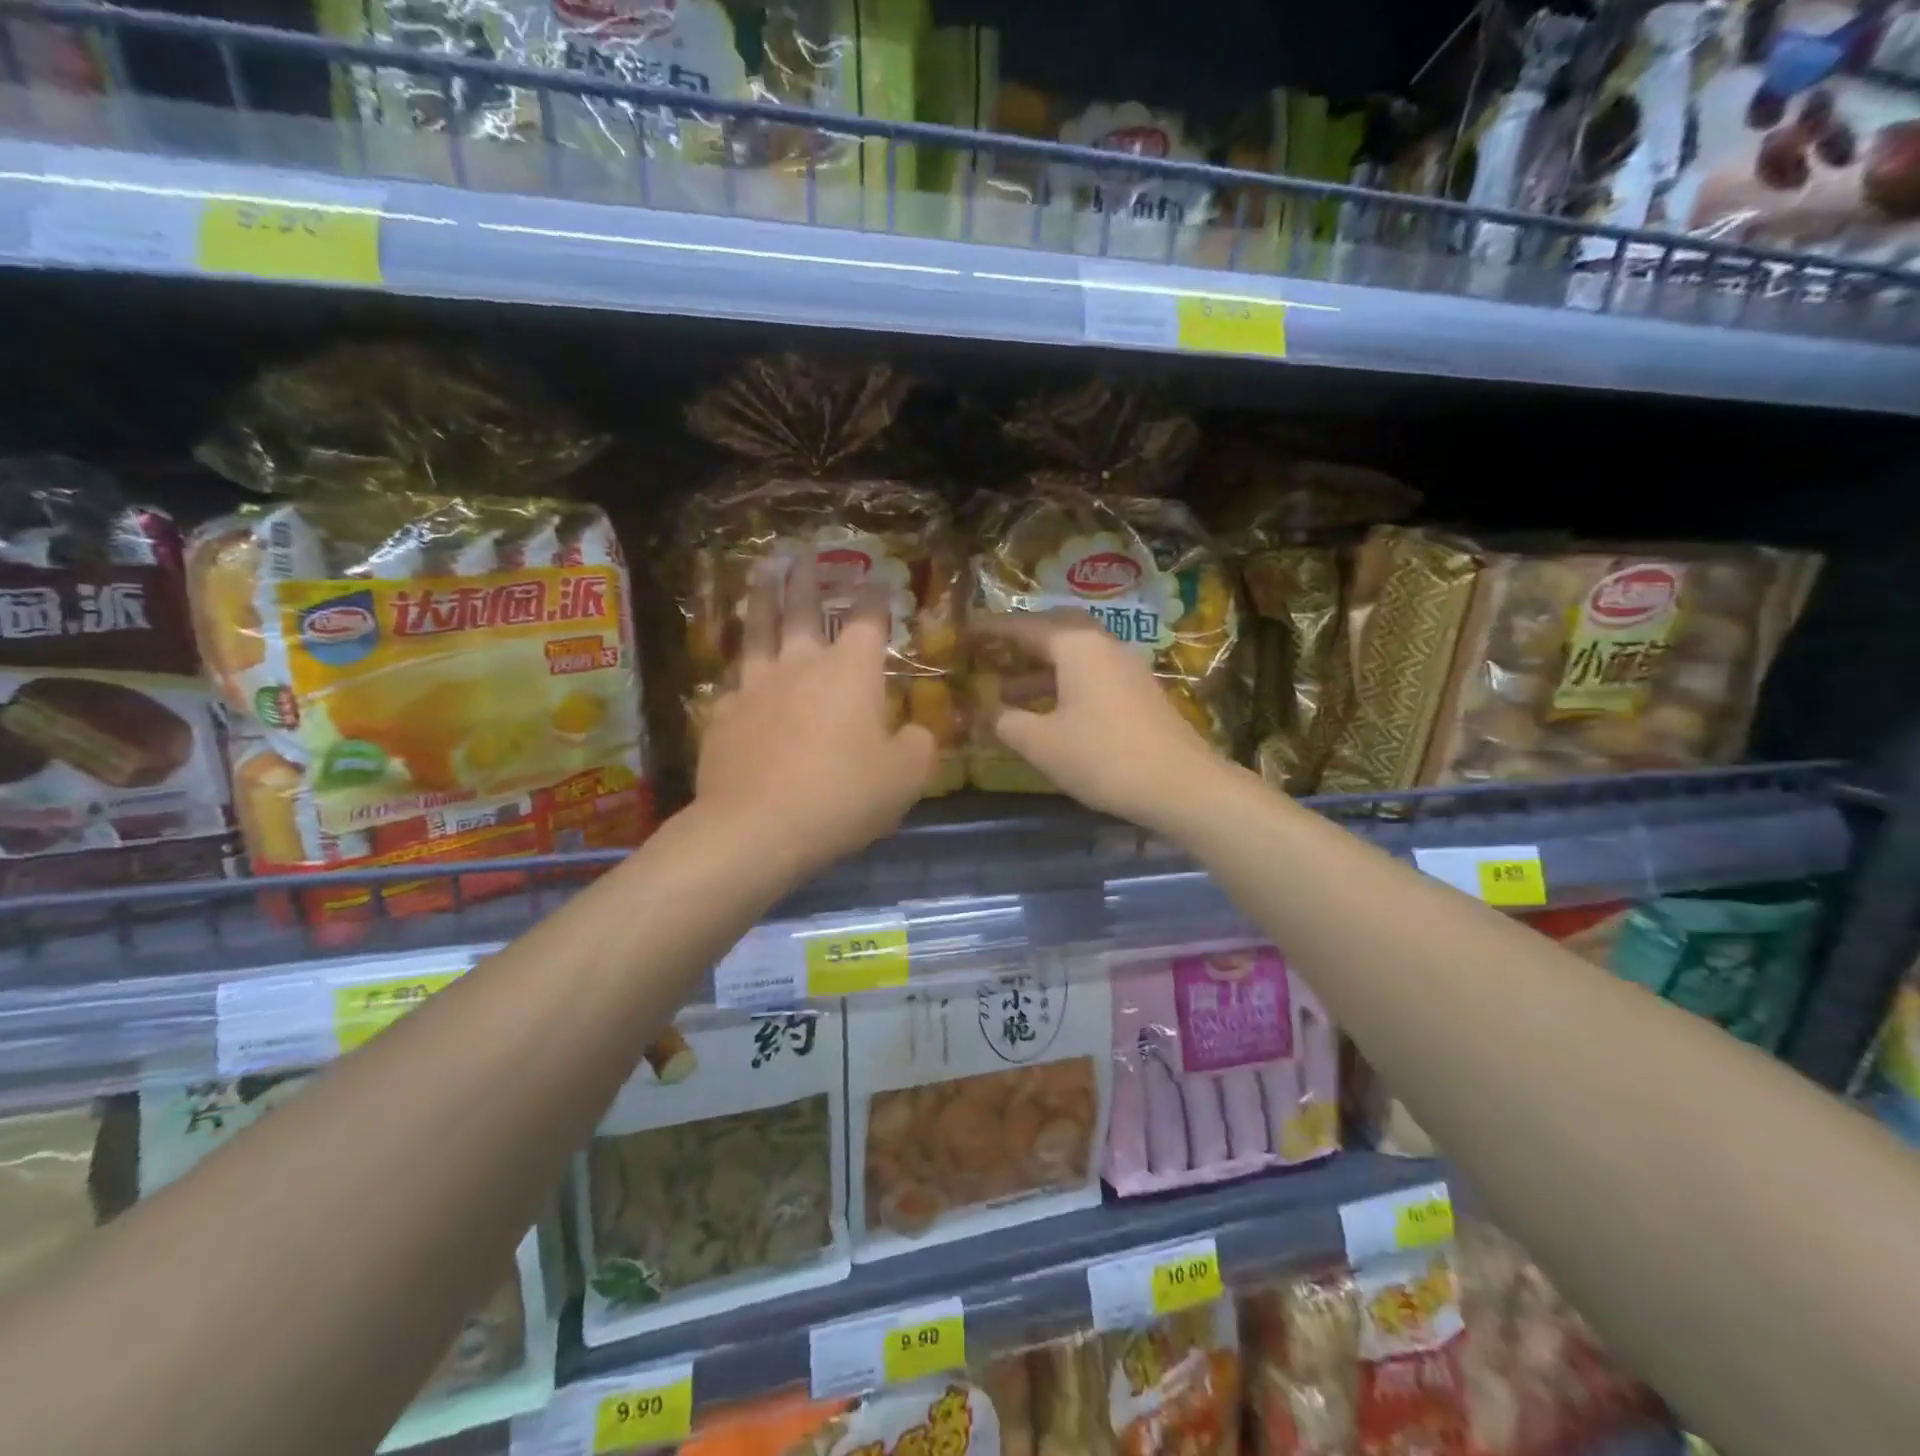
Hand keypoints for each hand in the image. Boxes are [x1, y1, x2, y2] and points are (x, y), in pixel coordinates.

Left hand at [695, 559, 935, 878]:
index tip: (876, 582)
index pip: (868, 620)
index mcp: (851, 672)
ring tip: (761, 575)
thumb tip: (915, 733)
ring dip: (761, 599)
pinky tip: (736, 670)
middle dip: (808, 580)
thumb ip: (918, 746)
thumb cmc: (843, 796)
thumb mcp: (905, 778)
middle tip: (805, 556)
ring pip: (758, 631)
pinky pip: (733, 681)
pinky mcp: (724, 714)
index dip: (874, 598)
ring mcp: (756, 686)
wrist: (757, 828)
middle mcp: (802, 665)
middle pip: (803, 610)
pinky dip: (739, 668)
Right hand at [975, 610, 1225, 830]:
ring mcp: (1126, 667)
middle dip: (1021, 642)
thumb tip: (991, 712)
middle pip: (1055, 631)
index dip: (992, 629)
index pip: (1025, 626)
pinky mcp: (1139, 692)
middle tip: (992, 652)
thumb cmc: (1102, 756)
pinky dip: (1064, 684)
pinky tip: (1050, 713)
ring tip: (1008, 694)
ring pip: (1074, 656)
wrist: (1179, 784)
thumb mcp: (1041, 743)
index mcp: (1076, 645)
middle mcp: (1103, 645)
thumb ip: (1008, 722)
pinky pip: (1092, 675)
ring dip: (1041, 670)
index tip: (966, 630)